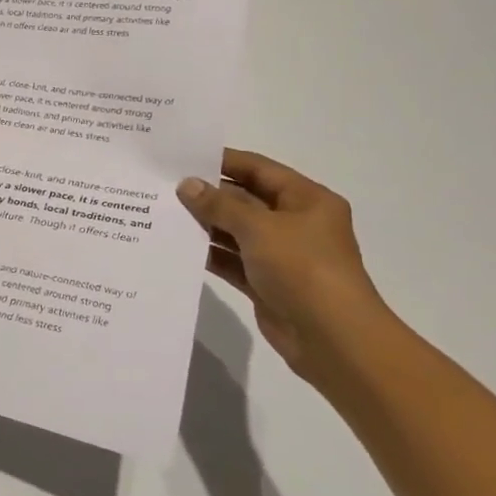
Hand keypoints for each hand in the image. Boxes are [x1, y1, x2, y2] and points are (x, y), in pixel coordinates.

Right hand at [176, 150, 392, 380]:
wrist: (332, 338)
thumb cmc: (303, 268)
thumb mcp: (259, 228)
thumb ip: (220, 205)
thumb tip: (187, 185)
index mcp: (307, 200)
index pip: (259, 169)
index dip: (223, 161)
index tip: (182, 157)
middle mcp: (295, 223)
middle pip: (245, 200)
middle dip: (208, 194)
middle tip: (164, 187)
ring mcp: (281, 255)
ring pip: (236, 231)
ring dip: (205, 225)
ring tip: (163, 214)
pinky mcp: (266, 282)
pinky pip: (232, 260)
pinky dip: (209, 254)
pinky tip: (178, 246)